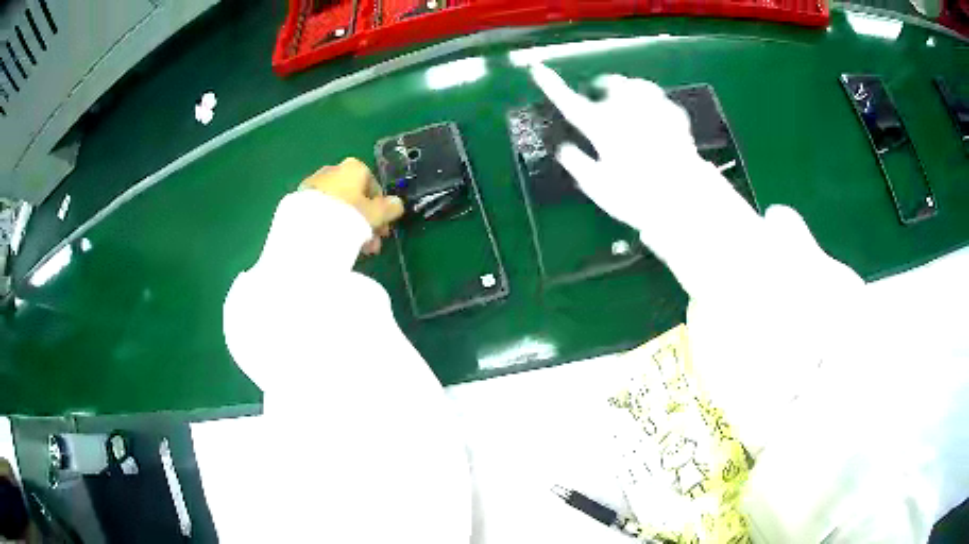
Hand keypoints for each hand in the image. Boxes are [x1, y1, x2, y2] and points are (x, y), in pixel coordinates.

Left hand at [300, 157, 404, 254]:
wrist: (308, 227)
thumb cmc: (348, 215)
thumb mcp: (376, 214)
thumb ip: (388, 208)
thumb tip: (397, 204)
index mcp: (354, 167)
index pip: (373, 186)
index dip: (381, 209)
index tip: (383, 230)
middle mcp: (333, 170)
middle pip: (354, 197)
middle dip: (364, 220)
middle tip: (370, 244)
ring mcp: (314, 184)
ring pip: (338, 206)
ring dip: (349, 225)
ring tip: (353, 249)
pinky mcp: (299, 200)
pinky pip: (322, 212)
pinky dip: (330, 224)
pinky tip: (333, 242)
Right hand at [529, 64, 705, 229]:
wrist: (685, 199)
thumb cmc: (638, 196)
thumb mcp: (599, 187)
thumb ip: (578, 164)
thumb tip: (564, 149)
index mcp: (602, 127)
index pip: (568, 102)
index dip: (551, 84)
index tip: (537, 68)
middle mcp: (626, 111)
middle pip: (610, 85)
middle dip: (603, 88)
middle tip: (601, 99)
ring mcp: (653, 110)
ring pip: (637, 85)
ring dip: (629, 90)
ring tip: (629, 102)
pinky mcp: (676, 117)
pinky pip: (661, 101)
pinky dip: (654, 105)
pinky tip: (655, 116)